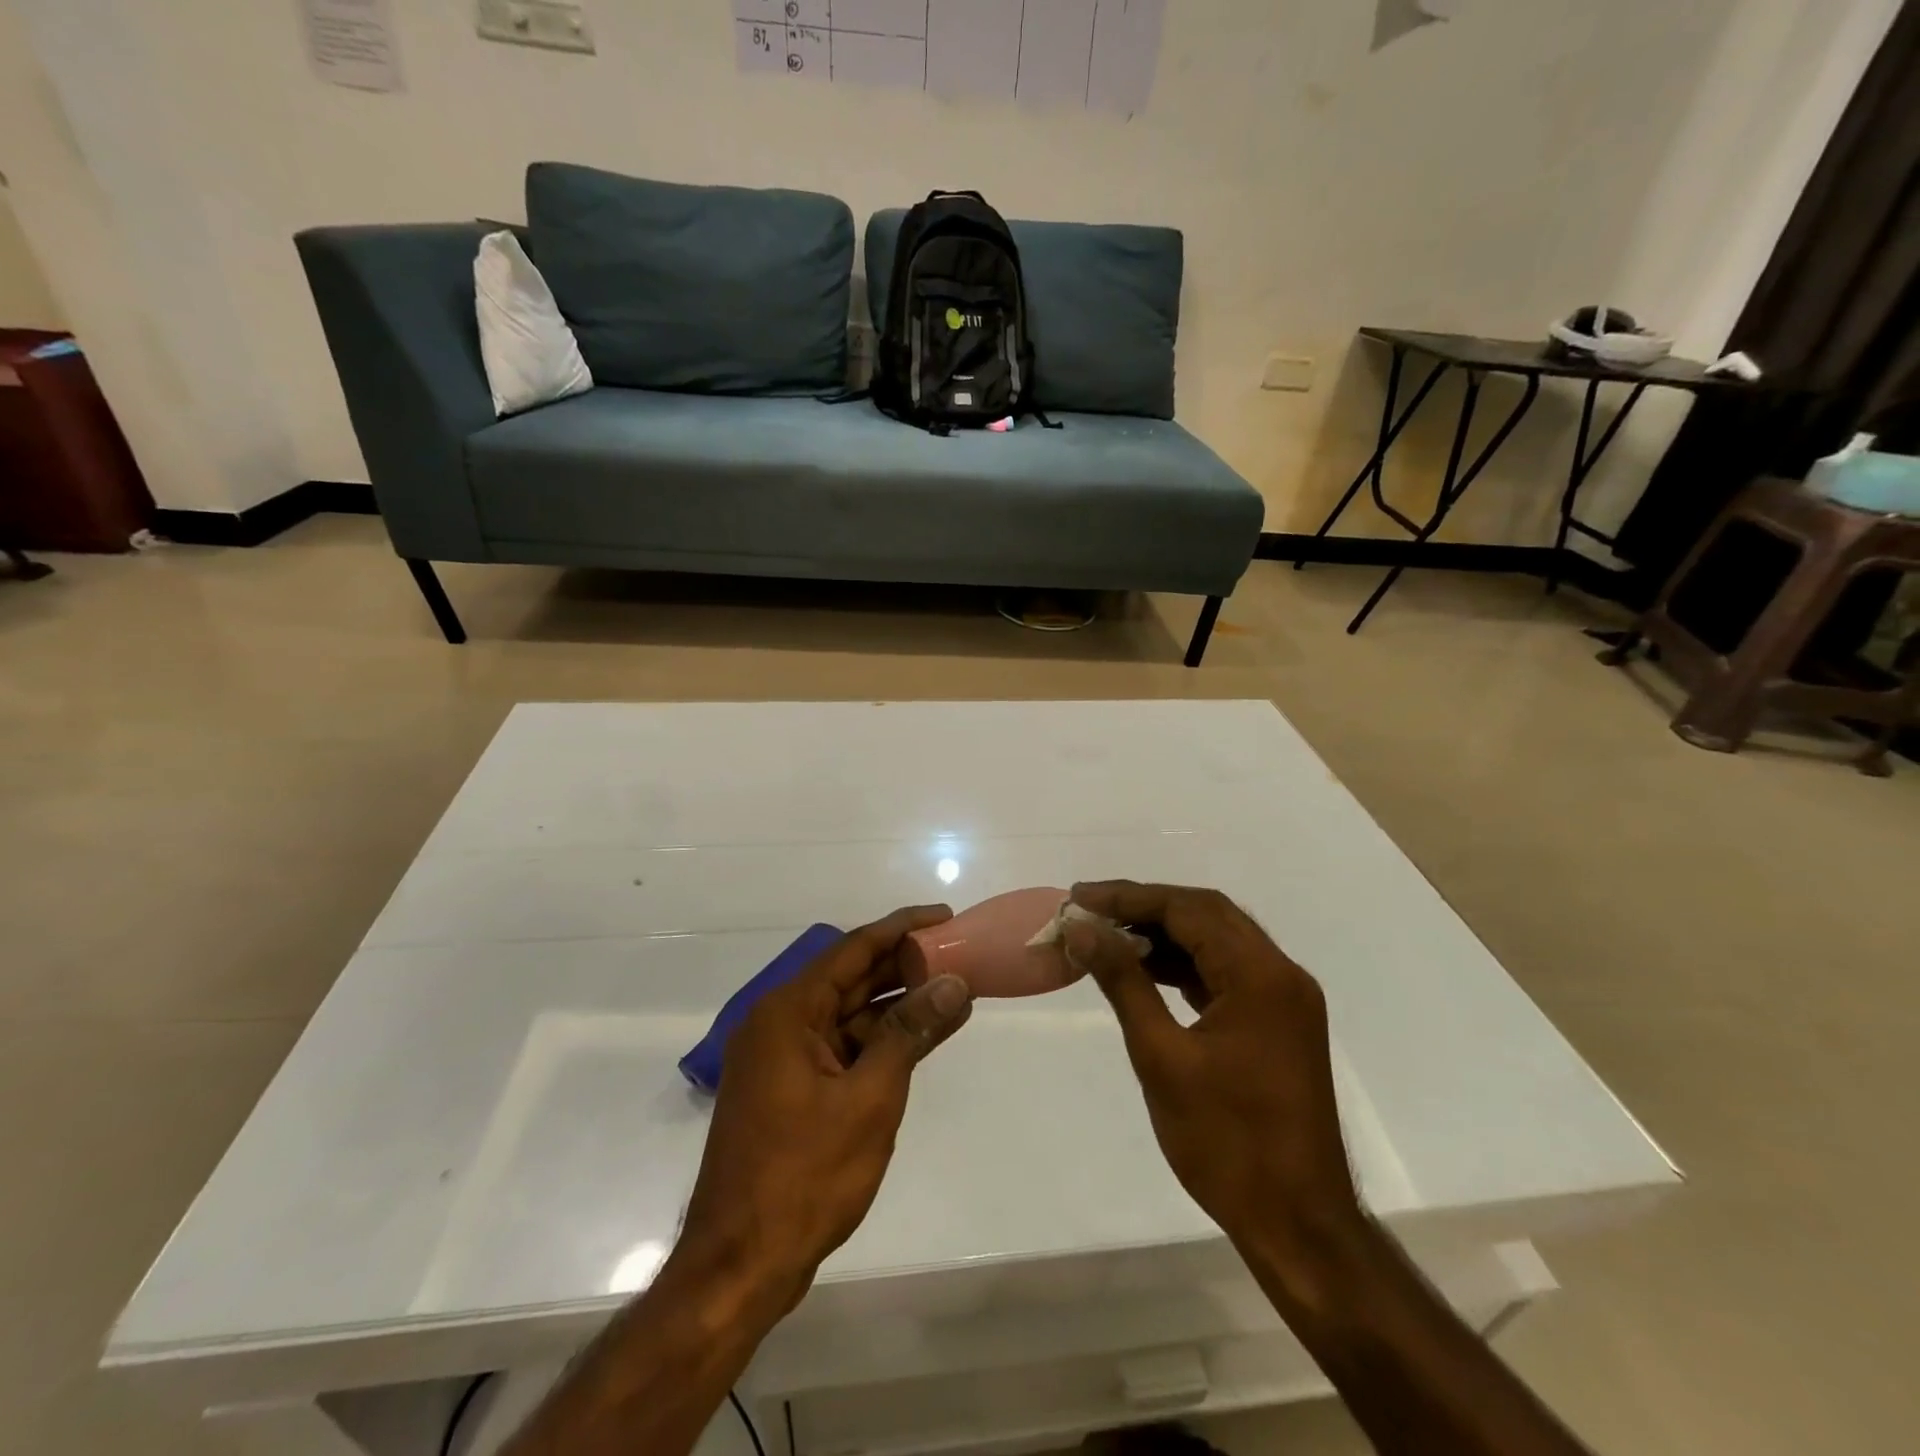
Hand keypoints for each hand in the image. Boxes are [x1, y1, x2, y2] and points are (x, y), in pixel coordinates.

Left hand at [677, 906, 973, 1306]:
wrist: (740, 1268)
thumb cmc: (803, 1177)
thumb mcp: (869, 1098)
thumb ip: (910, 1033)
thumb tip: (954, 984)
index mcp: (788, 1011)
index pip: (853, 949)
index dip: (902, 928)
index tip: (946, 916)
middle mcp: (781, 1023)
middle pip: (852, 978)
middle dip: (904, 965)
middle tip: (958, 952)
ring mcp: (784, 1059)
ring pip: (851, 1014)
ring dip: (897, 1005)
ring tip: (954, 991)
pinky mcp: (792, 1089)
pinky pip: (844, 1047)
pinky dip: (882, 1041)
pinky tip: (923, 1036)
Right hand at [1065, 882, 1360, 1267]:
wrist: (1298, 1224)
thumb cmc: (1226, 1142)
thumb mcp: (1161, 1056)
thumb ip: (1123, 982)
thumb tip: (1081, 929)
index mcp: (1260, 975)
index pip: (1188, 909)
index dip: (1129, 898)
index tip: (1079, 898)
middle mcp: (1281, 973)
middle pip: (1207, 914)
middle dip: (1145, 907)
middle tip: (1090, 910)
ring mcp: (1284, 999)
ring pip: (1218, 940)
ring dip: (1165, 933)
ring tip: (1108, 937)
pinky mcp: (1278, 1022)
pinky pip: (1227, 972)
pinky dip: (1185, 964)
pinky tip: (1146, 969)